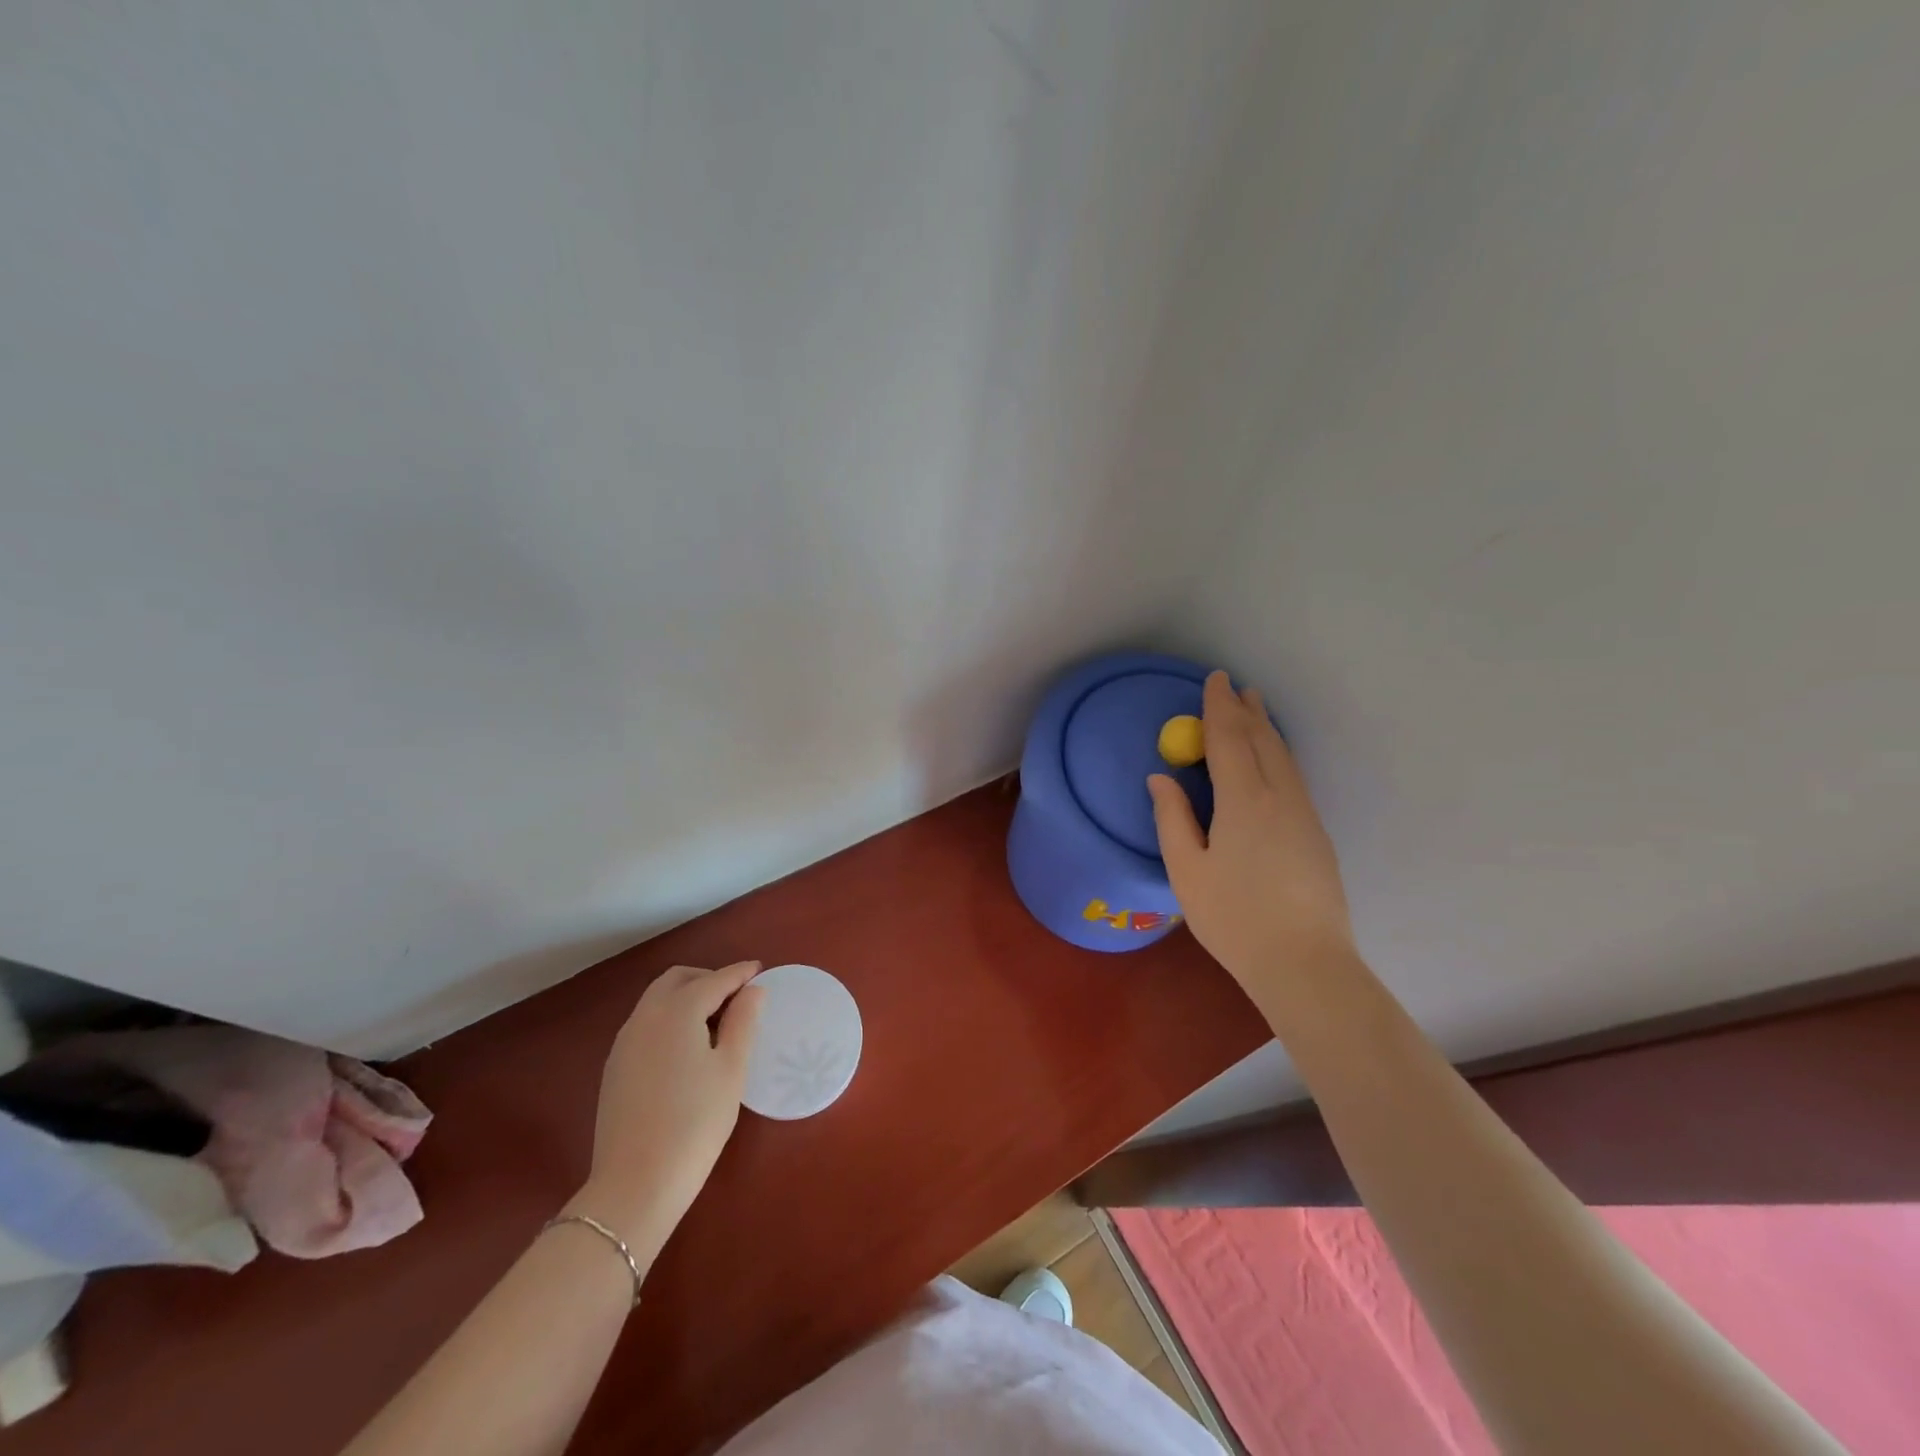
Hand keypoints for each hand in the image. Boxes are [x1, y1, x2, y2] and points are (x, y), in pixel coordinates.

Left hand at [569, 960, 763, 1257]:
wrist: (635, 1185)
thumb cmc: (695, 1122)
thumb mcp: (731, 1069)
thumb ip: (744, 1021)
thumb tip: (753, 990)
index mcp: (677, 1011)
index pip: (714, 980)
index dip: (739, 974)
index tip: (760, 970)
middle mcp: (645, 1017)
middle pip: (677, 980)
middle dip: (708, 979)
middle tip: (737, 997)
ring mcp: (624, 1042)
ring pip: (657, 1000)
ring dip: (687, 997)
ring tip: (716, 1022)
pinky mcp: (615, 1067)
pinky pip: (646, 1024)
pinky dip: (670, 1018)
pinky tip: (687, 1048)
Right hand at [1148, 671, 1355, 991]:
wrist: (1304, 963)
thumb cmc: (1233, 917)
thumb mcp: (1186, 870)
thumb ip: (1172, 818)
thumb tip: (1160, 777)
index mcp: (1243, 801)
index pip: (1229, 739)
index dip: (1219, 707)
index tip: (1215, 680)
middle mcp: (1280, 797)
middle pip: (1263, 741)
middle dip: (1247, 711)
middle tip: (1235, 687)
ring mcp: (1304, 815)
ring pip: (1284, 758)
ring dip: (1267, 729)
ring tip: (1256, 710)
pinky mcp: (1316, 833)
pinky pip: (1294, 777)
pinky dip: (1278, 754)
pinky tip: (1273, 759)